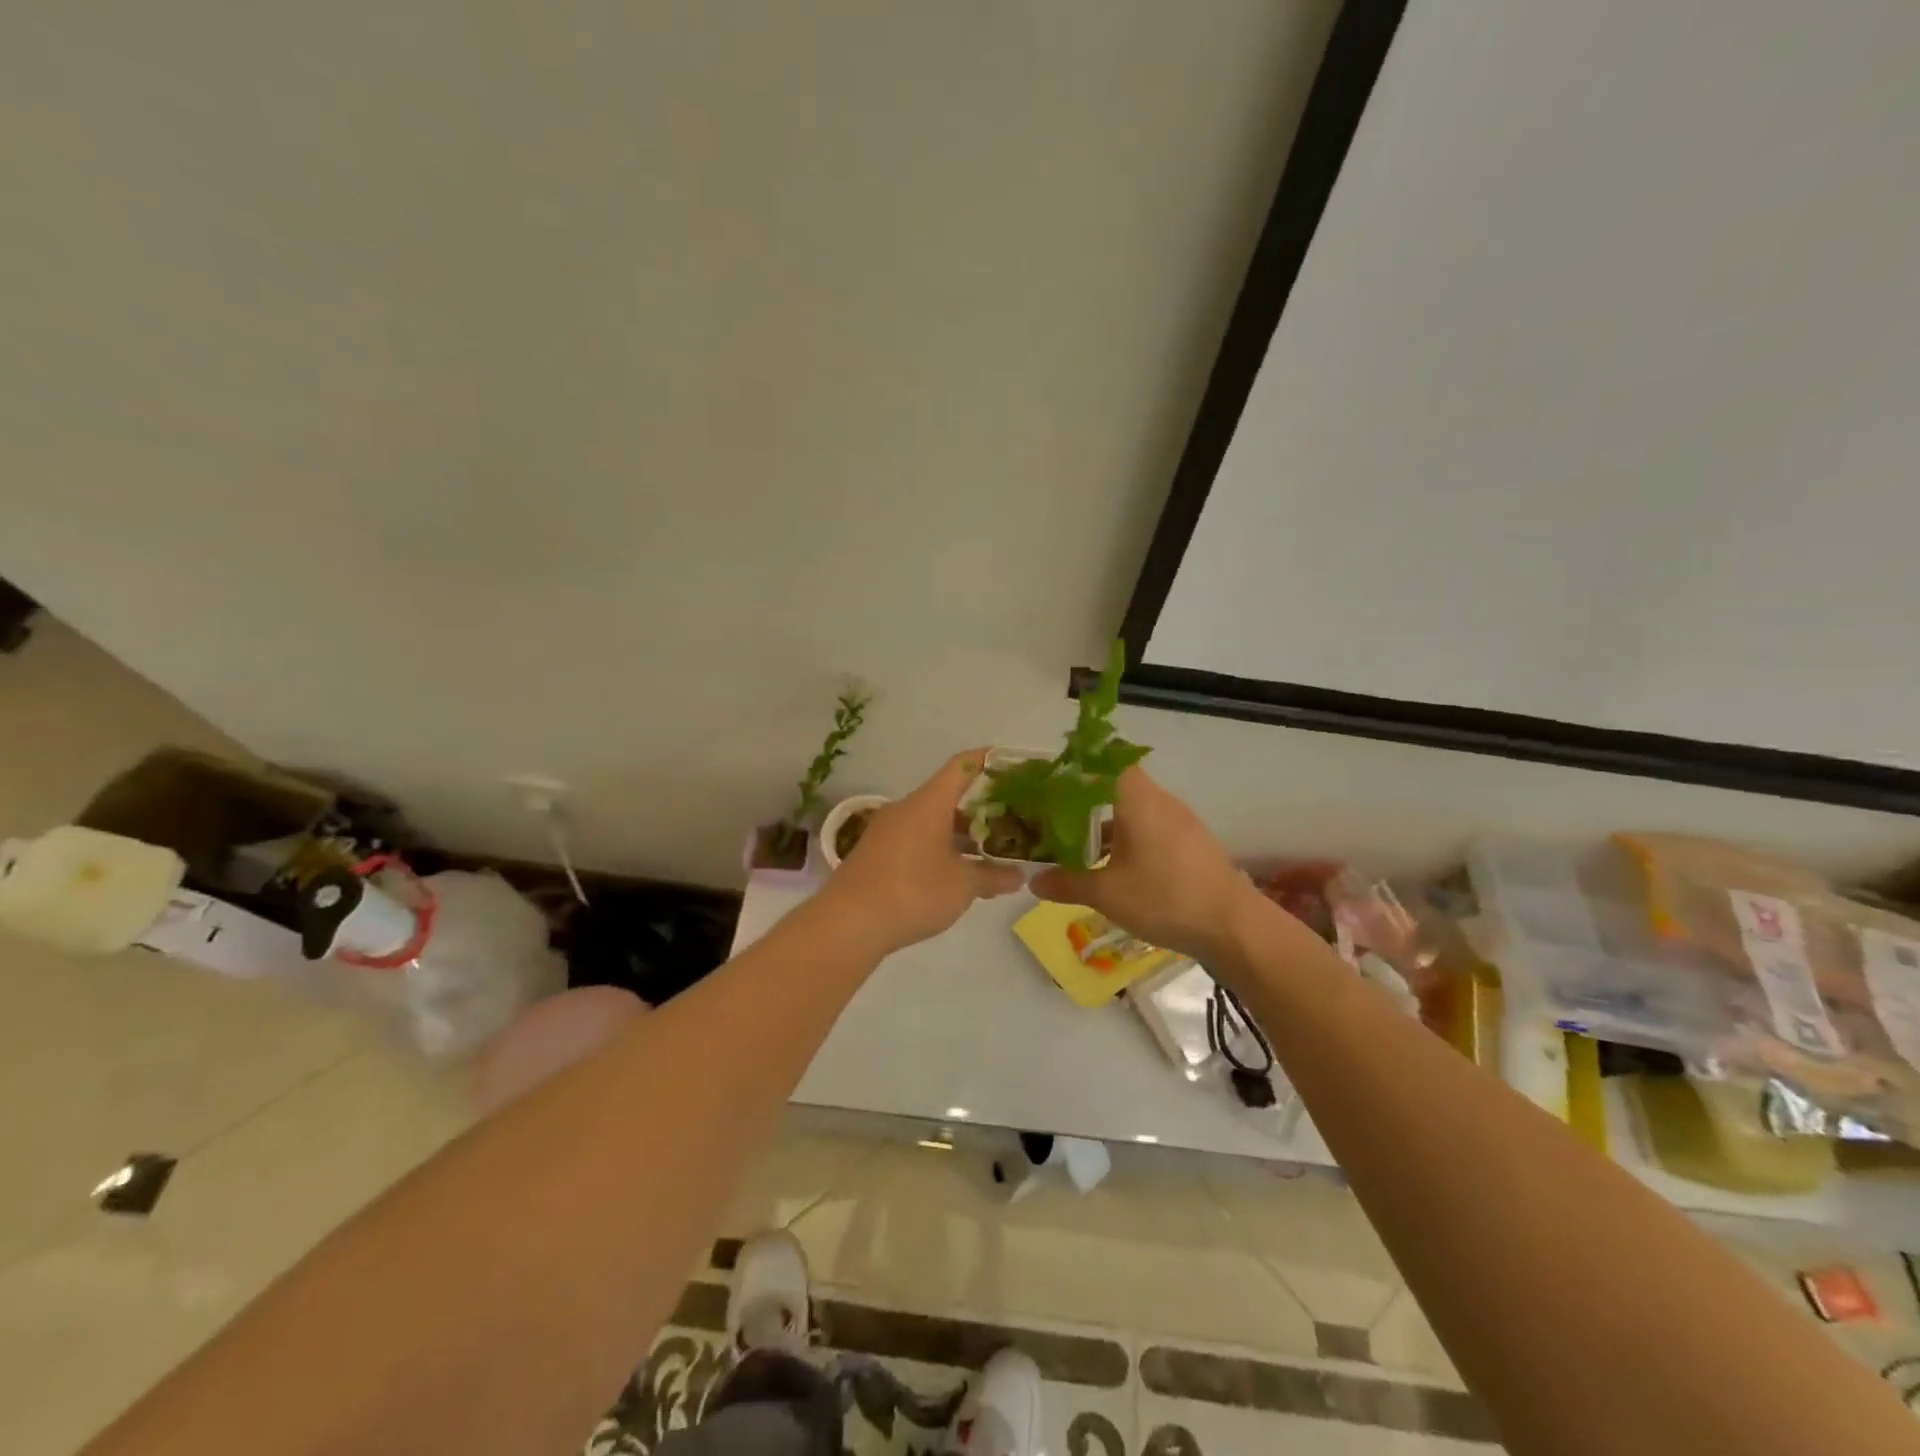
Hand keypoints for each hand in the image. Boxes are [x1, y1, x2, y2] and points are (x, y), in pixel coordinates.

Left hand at [817, 750, 1023, 957]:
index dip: (987, 760)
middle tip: (1010, 821)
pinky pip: (916, 840)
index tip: (1011, 763)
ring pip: (932, 822)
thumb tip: (1019, 876)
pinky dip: (939, 848)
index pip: (962, 766)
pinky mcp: (876, 853)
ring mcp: (887, 831)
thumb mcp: (962, 886)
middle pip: (948, 797)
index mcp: (929, 803)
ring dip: (959, 834)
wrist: (847, 923)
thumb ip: (992, 876)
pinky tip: (955, 874)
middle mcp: (906, 808)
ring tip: (989, 852)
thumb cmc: (912, 892)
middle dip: (980, 808)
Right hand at [1031, 767, 1261, 964]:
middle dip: (1085, 801)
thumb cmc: (1164, 898)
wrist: (1233, 926)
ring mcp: (1181, 821)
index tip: (1052, 782)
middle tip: (1055, 820)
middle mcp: (1160, 800)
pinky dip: (1130, 838)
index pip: (1106, 760)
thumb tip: (1033, 881)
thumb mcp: (1107, 894)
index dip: (1078, 766)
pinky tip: (1116, 867)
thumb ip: (1067, 883)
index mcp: (1137, 799)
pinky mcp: (1192, 842)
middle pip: (1116, 786)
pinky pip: (1152, 828)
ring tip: (1080, 848)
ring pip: (1135, 810)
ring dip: (1108, 824)